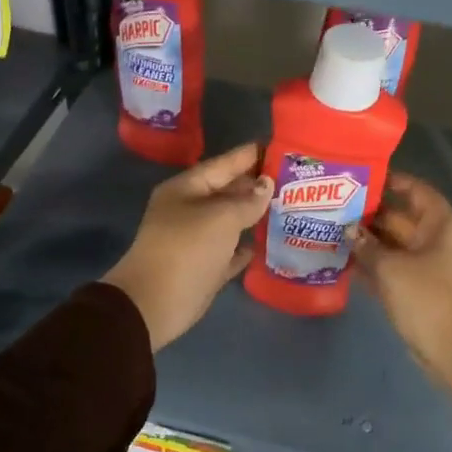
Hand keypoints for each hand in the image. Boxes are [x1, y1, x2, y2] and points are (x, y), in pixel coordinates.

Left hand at [103, 142, 272, 350]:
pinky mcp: (204, 268)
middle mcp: (190, 210)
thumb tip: (266, 186)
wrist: (155, 304)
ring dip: (256, 216)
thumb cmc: (186, 249)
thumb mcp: (220, 218)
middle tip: (296, 180)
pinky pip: (230, 251)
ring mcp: (196, 240)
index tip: (281, 147)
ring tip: (291, 207)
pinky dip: (247, 246)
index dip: (251, 155)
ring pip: (231, 222)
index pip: (224, 164)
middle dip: (258, 186)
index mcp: (186, 189)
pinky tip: (270, 242)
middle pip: (228, 191)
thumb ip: (247, 200)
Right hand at [349, 173, 451, 400]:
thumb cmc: (430, 300)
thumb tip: (349, 231)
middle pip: (401, 218)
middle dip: (369, 215)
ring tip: (331, 232)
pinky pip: (394, 269)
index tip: (359, 177)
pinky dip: (373, 266)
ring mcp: (430, 267)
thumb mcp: (392, 269)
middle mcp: (438, 240)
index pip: (416, 190)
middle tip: (333, 208)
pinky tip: (343, 263)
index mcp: (442, 225)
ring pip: (394, 246)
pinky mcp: (420, 290)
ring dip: (367, 242)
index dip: (390, 181)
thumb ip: (367, 246)